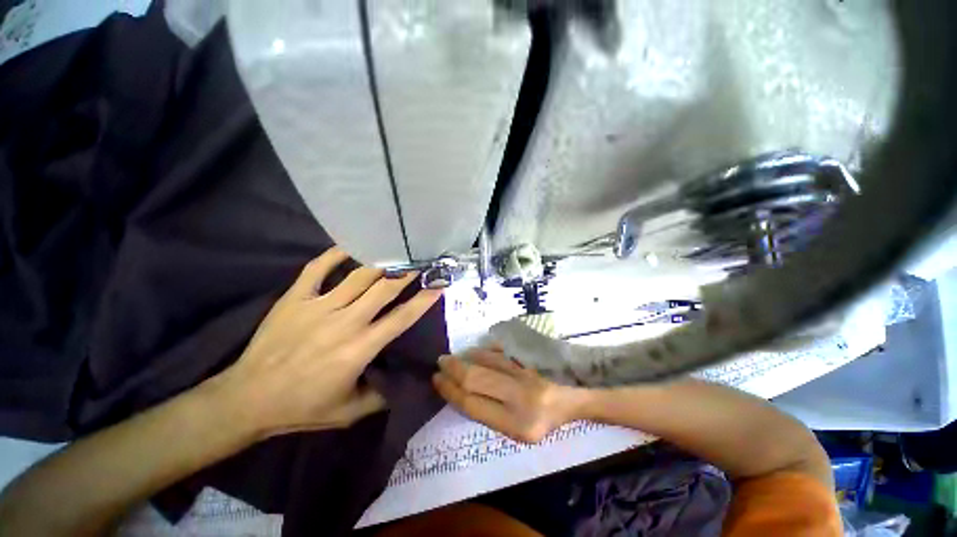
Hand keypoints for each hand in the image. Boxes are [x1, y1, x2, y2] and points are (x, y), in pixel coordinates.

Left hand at [213, 248, 442, 437]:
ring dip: (379, 262)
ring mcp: (318, 305)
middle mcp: (344, 321)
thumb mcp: (348, 414)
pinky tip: (348, 247)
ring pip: (356, 276)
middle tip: (423, 258)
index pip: (401, 319)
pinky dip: (334, 255)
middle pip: (383, 289)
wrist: (255, 394)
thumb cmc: (302, 408)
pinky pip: (317, 269)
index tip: (439, 282)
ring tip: (396, 249)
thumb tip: (398, 383)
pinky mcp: (295, 297)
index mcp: (360, 349)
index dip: (424, 299)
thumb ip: (378, 398)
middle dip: (407, 272)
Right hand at [432, 347, 589, 442]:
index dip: (450, 391)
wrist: (580, 400)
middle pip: (476, 379)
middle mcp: (523, 399)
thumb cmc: (547, 422)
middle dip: (453, 370)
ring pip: (489, 361)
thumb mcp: (520, 433)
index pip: (473, 405)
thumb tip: (461, 392)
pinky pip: (505, 351)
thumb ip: (492, 415)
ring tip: (453, 357)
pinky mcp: (537, 360)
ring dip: (466, 358)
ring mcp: (531, 376)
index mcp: (517, 424)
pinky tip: (476, 351)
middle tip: (440, 363)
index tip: (436, 380)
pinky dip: (486, 350)